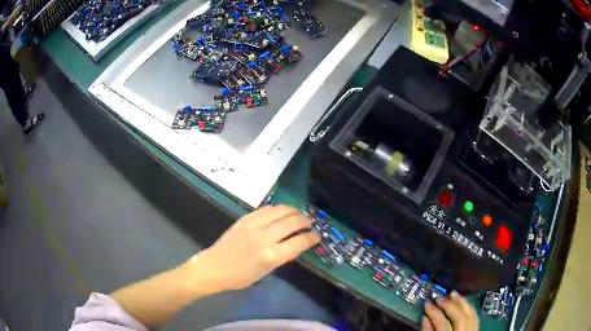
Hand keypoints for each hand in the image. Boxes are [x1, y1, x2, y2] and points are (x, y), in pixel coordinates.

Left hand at [187, 205, 319, 291]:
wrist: (214, 267)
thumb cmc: (241, 276)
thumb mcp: (266, 271)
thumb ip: (282, 256)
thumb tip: (295, 243)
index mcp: (271, 255)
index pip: (299, 242)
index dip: (312, 238)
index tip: (317, 236)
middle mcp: (264, 237)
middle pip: (292, 223)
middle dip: (305, 221)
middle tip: (310, 223)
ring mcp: (253, 225)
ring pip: (280, 211)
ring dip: (293, 211)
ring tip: (298, 214)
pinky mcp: (245, 219)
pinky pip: (265, 209)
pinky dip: (277, 209)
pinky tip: (280, 212)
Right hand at [422, 291, 478, 330]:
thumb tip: (425, 319)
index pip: (443, 326)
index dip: (434, 314)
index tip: (427, 304)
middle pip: (459, 318)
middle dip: (448, 306)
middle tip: (438, 298)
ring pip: (471, 315)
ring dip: (461, 302)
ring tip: (452, 294)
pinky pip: (475, 317)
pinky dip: (469, 308)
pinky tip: (463, 302)